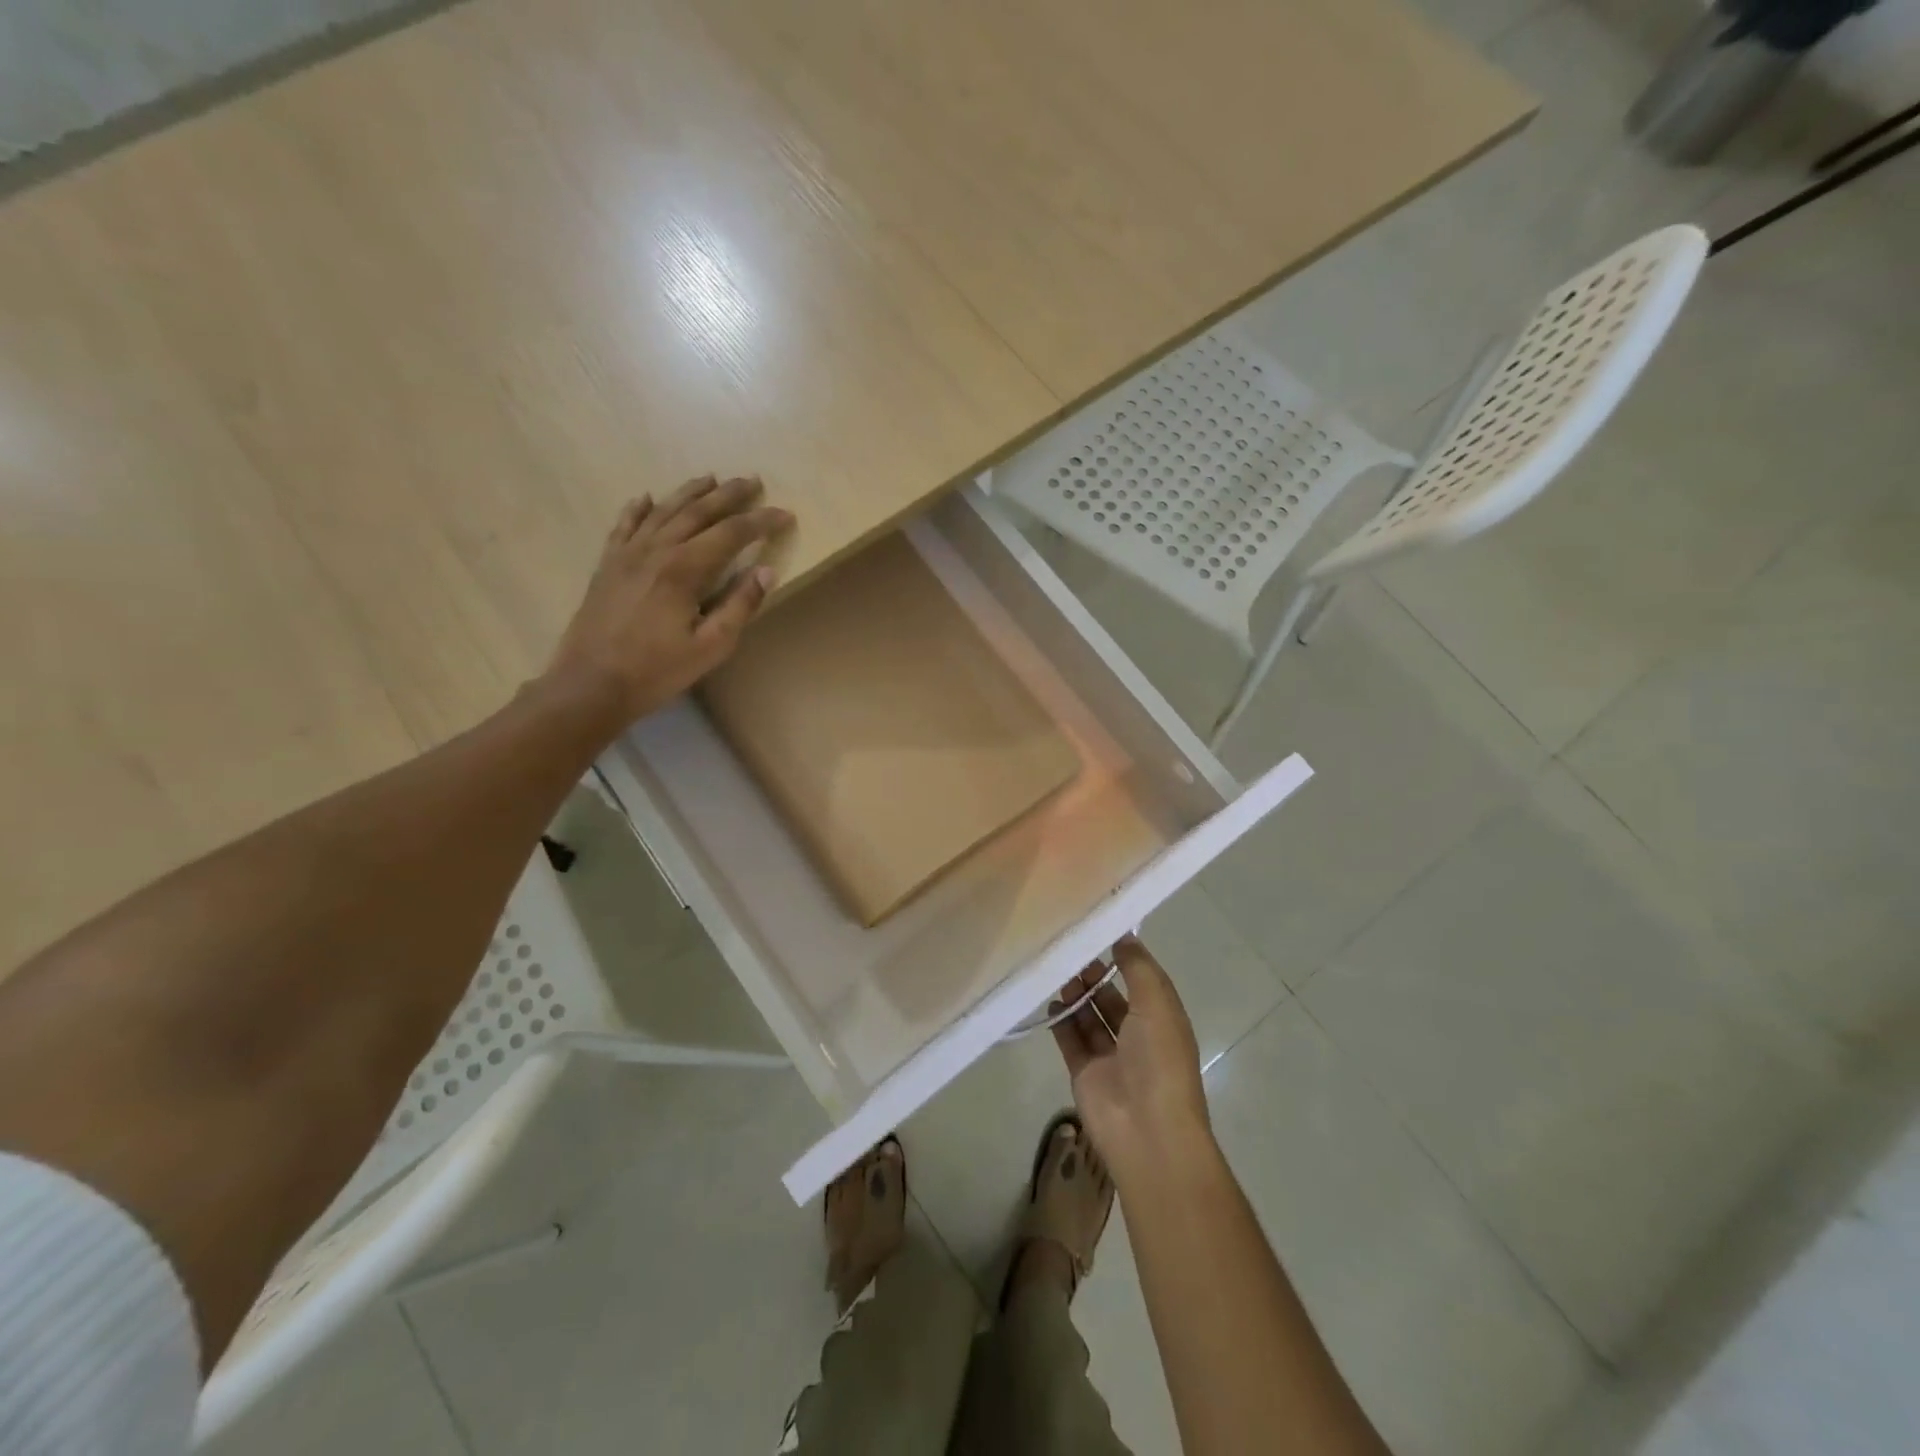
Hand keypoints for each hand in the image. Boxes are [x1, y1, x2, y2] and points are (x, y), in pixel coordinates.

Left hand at [544, 475, 792, 723]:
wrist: (590, 683)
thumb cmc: (657, 670)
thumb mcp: (710, 646)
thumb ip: (739, 606)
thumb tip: (766, 571)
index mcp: (684, 569)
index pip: (731, 534)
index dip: (761, 522)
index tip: (785, 514)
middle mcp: (656, 550)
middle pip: (697, 512)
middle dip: (729, 495)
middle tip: (753, 481)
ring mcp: (627, 554)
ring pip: (663, 511)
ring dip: (690, 492)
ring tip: (711, 478)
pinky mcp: (607, 565)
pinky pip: (625, 526)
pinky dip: (639, 509)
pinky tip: (647, 498)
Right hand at [1049, 936, 1213, 1187]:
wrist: (1146, 1131)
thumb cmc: (1159, 1061)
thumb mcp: (1157, 1004)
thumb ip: (1138, 967)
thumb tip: (1123, 936)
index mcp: (1163, 1020)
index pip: (1142, 981)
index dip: (1123, 958)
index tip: (1098, 932)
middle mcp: (1138, 1037)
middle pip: (1112, 998)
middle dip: (1095, 975)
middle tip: (1071, 953)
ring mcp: (1111, 1057)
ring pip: (1090, 1018)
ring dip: (1077, 995)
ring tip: (1058, 973)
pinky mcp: (1085, 1073)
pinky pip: (1071, 1040)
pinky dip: (1061, 1022)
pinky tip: (1050, 1001)